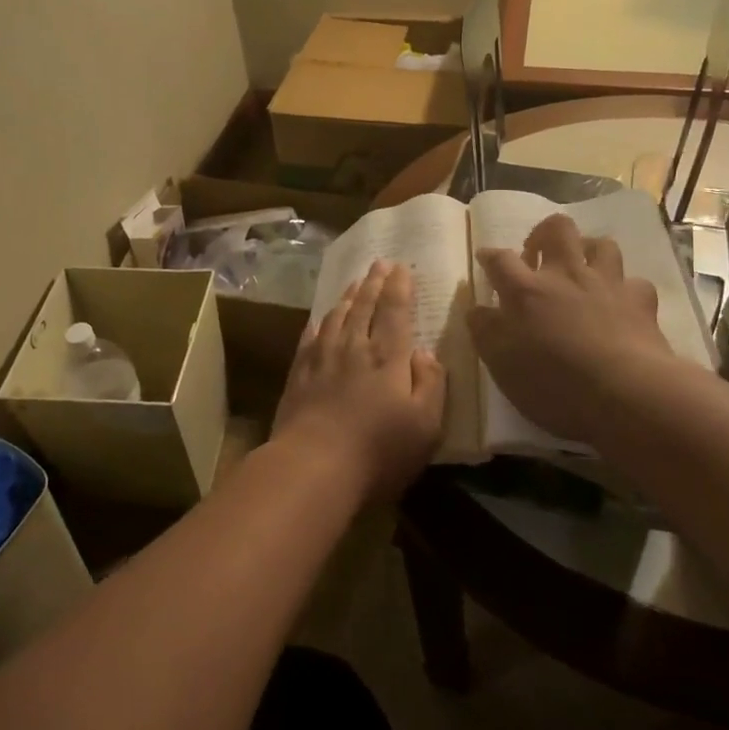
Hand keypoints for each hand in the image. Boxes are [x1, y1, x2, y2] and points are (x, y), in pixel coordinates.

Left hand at [273, 261, 447, 503]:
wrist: (313, 466)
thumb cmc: (378, 450)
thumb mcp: (425, 425)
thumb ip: (430, 383)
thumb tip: (425, 351)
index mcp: (387, 358)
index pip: (395, 311)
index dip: (399, 287)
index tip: (401, 267)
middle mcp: (354, 348)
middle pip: (364, 307)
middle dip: (373, 283)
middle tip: (378, 263)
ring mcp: (322, 360)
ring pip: (336, 317)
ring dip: (347, 297)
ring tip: (354, 283)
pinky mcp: (298, 376)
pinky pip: (309, 338)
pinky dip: (318, 323)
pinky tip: (319, 319)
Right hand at [467, 214, 694, 452]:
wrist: (626, 394)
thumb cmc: (554, 384)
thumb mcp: (502, 364)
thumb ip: (485, 331)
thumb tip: (477, 309)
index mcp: (526, 291)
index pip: (499, 259)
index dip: (490, 256)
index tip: (485, 258)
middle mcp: (566, 275)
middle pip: (556, 229)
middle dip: (544, 233)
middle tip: (537, 254)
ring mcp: (606, 284)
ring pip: (600, 244)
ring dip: (588, 251)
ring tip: (581, 269)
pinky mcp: (640, 300)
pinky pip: (633, 282)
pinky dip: (624, 289)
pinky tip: (620, 302)